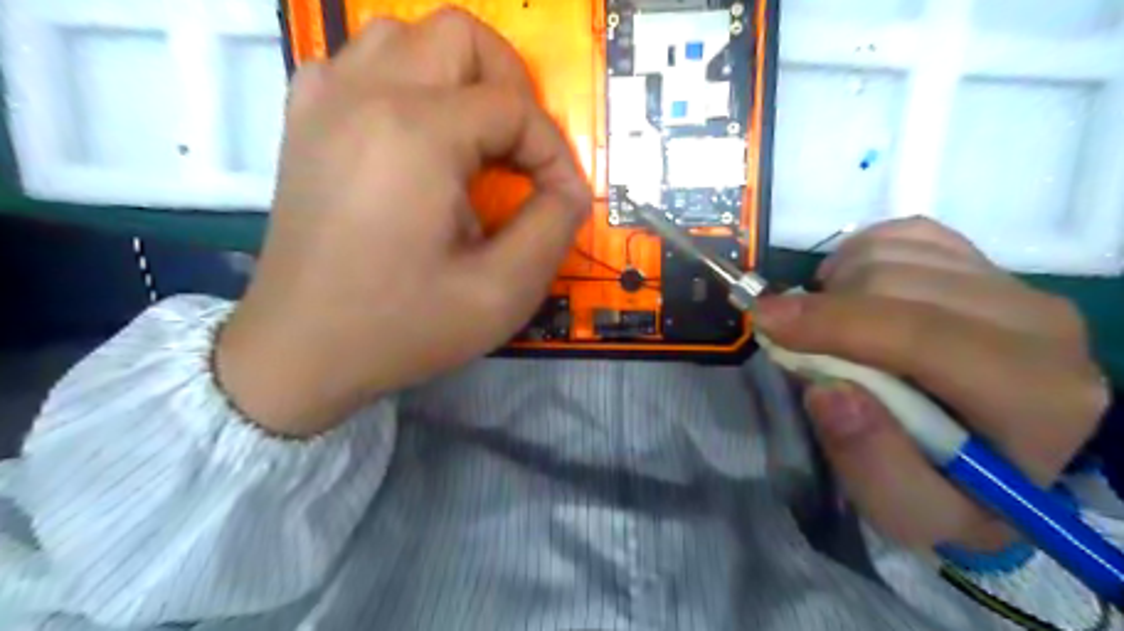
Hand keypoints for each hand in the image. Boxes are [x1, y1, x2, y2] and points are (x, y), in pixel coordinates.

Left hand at [215, 10, 591, 436]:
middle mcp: (364, 93)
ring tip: (473, 139)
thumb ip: (553, 227)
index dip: (554, 152)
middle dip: (511, 88)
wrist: (300, 351)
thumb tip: (568, 189)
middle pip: (461, 36)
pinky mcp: (304, 120)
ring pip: (407, 35)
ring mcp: (324, 99)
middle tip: (522, 151)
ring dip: (457, 77)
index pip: (513, 107)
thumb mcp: (503, 292)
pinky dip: (405, 83)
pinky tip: (415, 136)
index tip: (563, 199)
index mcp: (416, 132)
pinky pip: (361, 63)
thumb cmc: (403, 327)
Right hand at [754, 217, 1103, 550]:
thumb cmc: (951, 489)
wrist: (995, 452)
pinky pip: (904, 234)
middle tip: (792, 342)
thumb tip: (829, 391)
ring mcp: (1014, 283)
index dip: (835, 325)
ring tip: (825, 327)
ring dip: (836, 286)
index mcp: (1036, 397)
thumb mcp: (909, 512)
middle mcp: (1040, 324)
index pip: (925, 337)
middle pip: (900, 283)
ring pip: (894, 251)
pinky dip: (858, 256)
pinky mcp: (985, 262)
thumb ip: (873, 465)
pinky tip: (850, 293)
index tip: (764, 321)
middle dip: (825, 309)